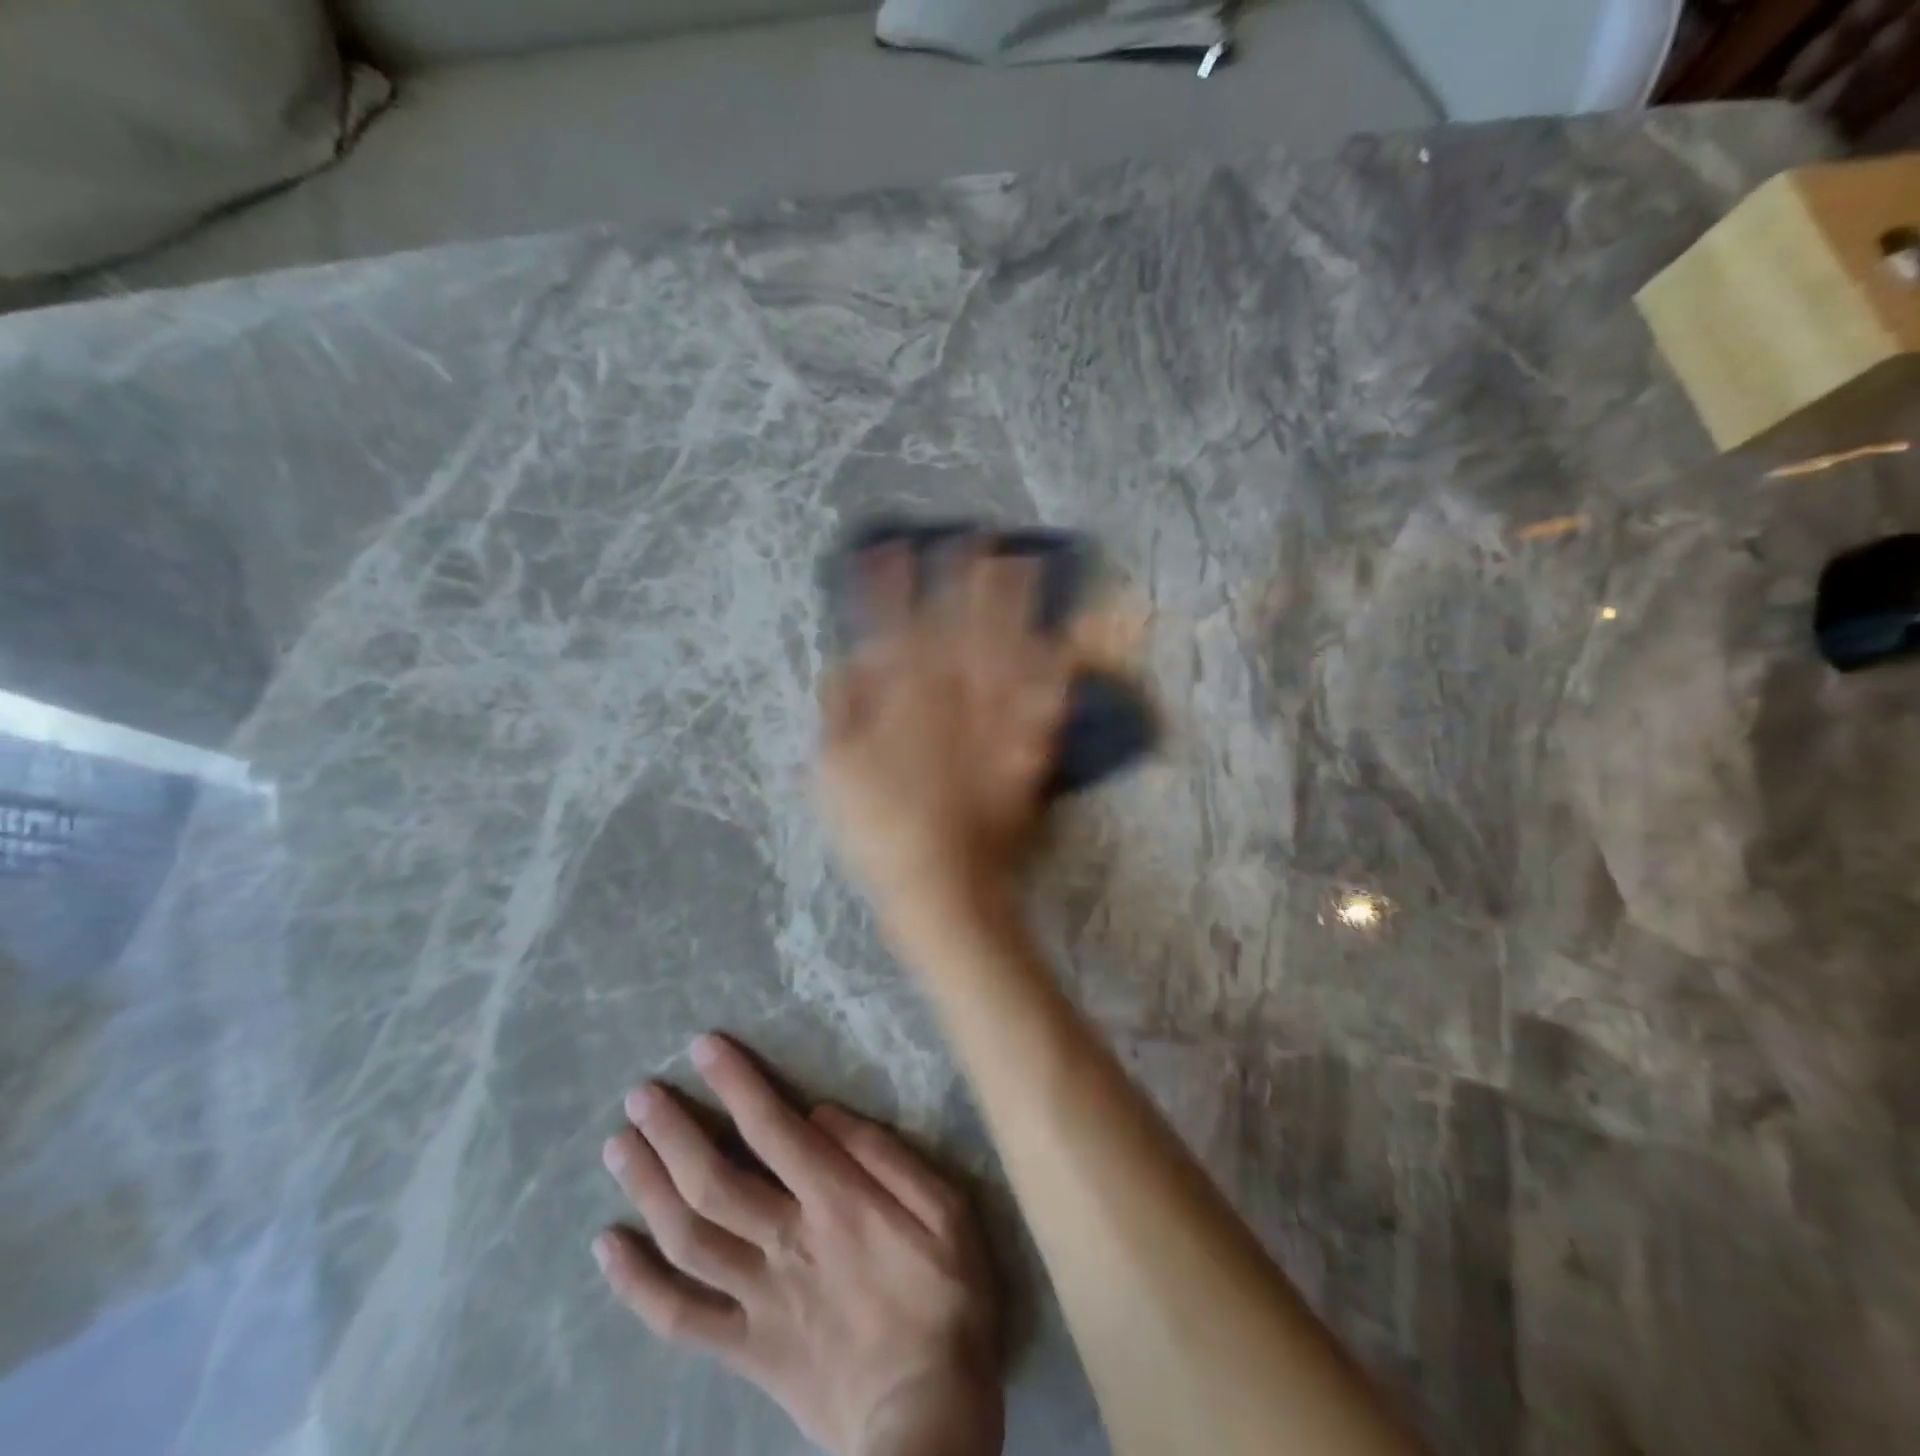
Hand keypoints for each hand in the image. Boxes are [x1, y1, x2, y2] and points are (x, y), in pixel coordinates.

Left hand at [595, 1034, 1002, 1455]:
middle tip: (640, 1096)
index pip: (772, 1128)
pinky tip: (607, 1248)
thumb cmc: (947, 1301)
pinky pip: (679, 1317)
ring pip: (687, 1237)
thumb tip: (824, 1114)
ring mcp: (758, 1299)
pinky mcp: (746, 1350)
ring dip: (648, 1188)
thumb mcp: (947, 1211)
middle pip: (714, 1179)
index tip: (703, 1048)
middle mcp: (786, 1242)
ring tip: (618, 1148)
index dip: (736, 1083)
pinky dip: (636, 1283)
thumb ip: (887, 1156)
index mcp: (836, 1202)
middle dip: (673, 1132)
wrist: (929, 1423)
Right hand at [815, 547, 1071, 928]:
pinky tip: (1066, 644)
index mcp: (899, 705)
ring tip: (1028, 565)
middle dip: (968, 579)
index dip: (890, 585)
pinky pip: (1043, 705)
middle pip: (958, 629)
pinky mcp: (1021, 750)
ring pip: (1004, 654)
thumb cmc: (879, 836)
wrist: (943, 887)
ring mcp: (991, 725)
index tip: (895, 545)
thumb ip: (839, 712)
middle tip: (984, 536)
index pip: (890, 630)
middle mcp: (948, 702)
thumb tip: (848, 663)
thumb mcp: (833, 776)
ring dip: (1016, 608)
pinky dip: (1056, 673)